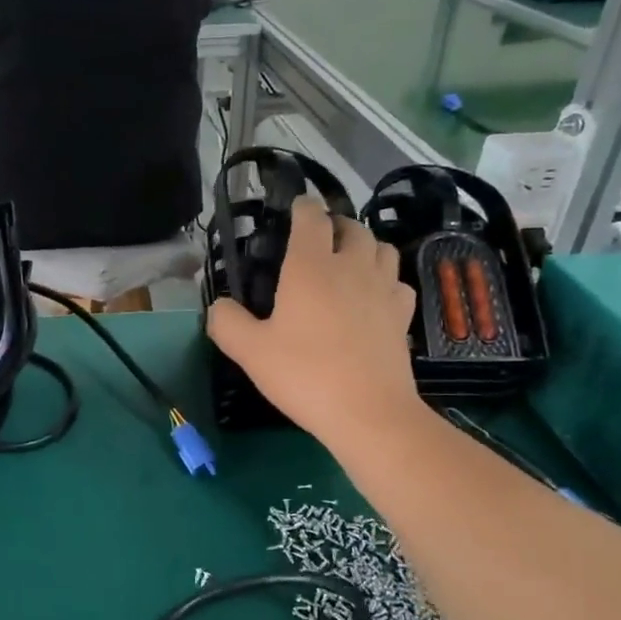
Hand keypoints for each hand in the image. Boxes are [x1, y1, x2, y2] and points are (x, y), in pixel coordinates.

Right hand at [207, 197, 418, 452]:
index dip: (303, 207)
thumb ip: (226, 322)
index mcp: (311, 267)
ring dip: (364, 246)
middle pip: (352, 228)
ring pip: (382, 248)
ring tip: (349, 262)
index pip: (311, 218)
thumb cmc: (304, 375)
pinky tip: (374, 297)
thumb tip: (218, 306)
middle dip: (335, 225)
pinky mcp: (402, 315)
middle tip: (319, 240)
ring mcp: (383, 289)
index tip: (296, 208)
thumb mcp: (250, 352)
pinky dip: (385, 279)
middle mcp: (352, 267)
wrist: (367, 412)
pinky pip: (397, 282)